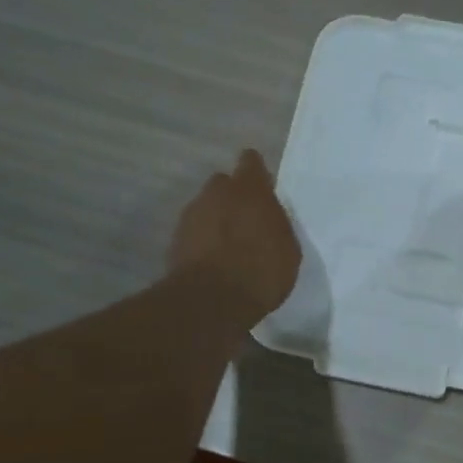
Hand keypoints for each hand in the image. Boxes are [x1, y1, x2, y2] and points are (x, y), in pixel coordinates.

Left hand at [168, 150, 300, 320]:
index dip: (255, 173)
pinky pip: (193, 231)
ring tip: (228, 246)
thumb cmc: (261, 271)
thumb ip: (275, 224)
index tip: (262, 188)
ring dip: (215, 220)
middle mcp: (217, 192)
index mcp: (250, 189)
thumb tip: (267, 218)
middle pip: (223, 184)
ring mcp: (192, 214)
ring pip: (206, 208)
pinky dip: (202, 240)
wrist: (212, 300)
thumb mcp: (287, 248)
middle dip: (233, 197)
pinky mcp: (175, 238)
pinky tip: (212, 261)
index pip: (250, 162)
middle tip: (246, 221)